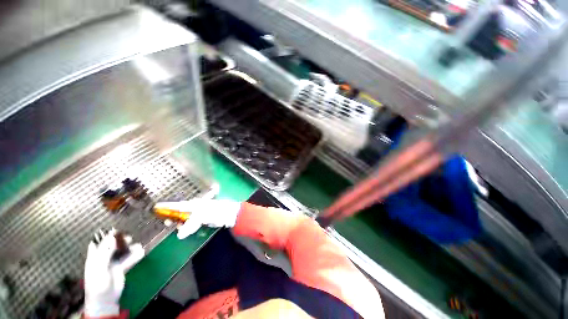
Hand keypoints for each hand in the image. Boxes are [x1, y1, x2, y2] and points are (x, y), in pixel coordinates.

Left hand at [84, 229, 143, 316]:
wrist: (105, 300)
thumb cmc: (98, 283)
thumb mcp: (100, 267)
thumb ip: (106, 252)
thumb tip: (113, 237)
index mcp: (94, 257)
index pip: (97, 243)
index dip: (104, 236)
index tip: (114, 230)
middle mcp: (103, 258)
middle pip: (112, 246)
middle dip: (120, 241)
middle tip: (129, 238)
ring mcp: (112, 263)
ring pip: (122, 252)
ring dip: (130, 248)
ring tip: (138, 245)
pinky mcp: (121, 268)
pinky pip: (129, 259)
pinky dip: (135, 256)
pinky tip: (141, 252)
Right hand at [154, 199, 241, 238]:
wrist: (230, 214)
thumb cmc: (216, 211)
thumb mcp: (202, 216)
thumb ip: (190, 224)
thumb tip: (179, 235)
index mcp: (194, 204)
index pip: (178, 205)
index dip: (167, 207)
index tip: (156, 207)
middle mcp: (195, 208)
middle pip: (180, 212)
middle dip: (172, 216)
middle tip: (166, 222)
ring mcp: (199, 213)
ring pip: (185, 218)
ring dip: (179, 223)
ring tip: (176, 227)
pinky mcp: (203, 219)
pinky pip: (191, 223)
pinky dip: (187, 226)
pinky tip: (185, 230)